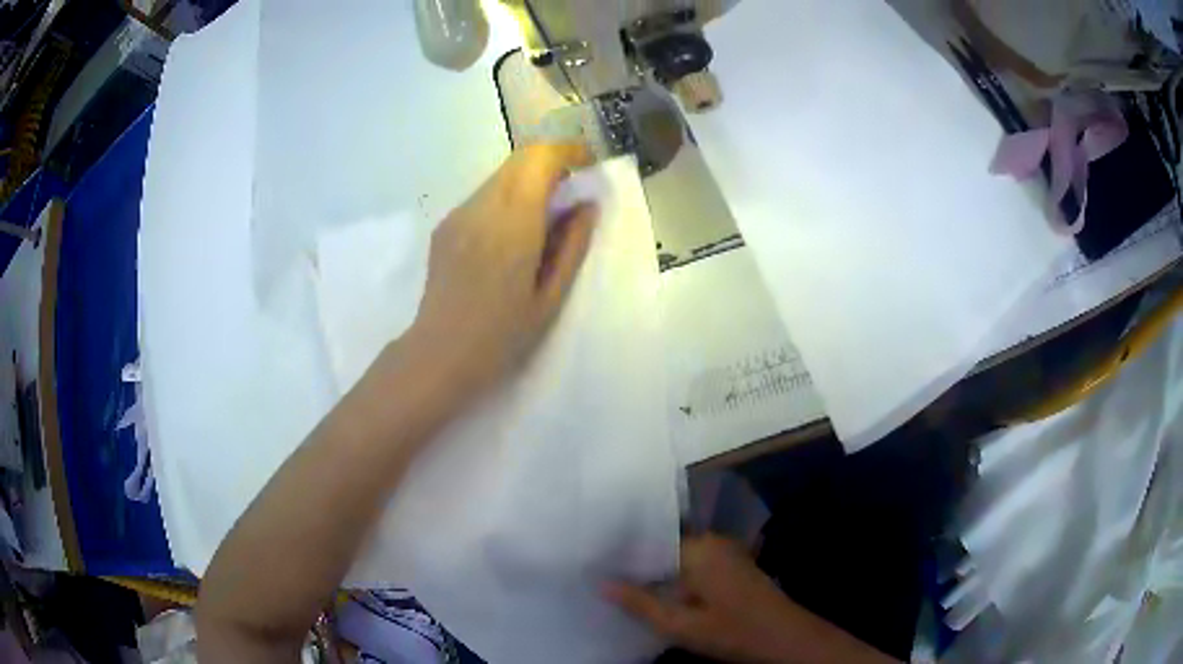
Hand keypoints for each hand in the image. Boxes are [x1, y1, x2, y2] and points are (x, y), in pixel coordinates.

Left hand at [401, 143, 596, 397]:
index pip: (539, 158)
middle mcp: (482, 207)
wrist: (439, 354)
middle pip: (519, 158)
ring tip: (544, 218)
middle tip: (572, 190)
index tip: (588, 166)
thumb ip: (573, 245)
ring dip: (528, 180)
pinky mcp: (445, 226)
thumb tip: (587, 206)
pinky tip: (511, 237)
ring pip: (500, 175)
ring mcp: (458, 214)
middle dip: (551, 162)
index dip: (568, 151)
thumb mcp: (550, 297)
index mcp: (513, 223)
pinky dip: (507, 198)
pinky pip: (483, 196)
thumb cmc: (502, 335)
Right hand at [607, 535, 801, 662]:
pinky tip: (655, 593)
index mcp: (699, 548)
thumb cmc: (732, 631)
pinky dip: (673, 577)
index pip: (648, 540)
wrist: (786, 638)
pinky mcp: (731, 566)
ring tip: (618, 583)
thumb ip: (639, 604)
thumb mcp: (680, 625)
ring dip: (654, 572)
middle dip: (635, 563)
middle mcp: (711, 541)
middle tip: (600, 575)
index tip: (592, 562)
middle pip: (662, 547)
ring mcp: (724, 552)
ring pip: (676, 557)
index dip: (620, 553)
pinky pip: (692, 564)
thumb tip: (600, 584)